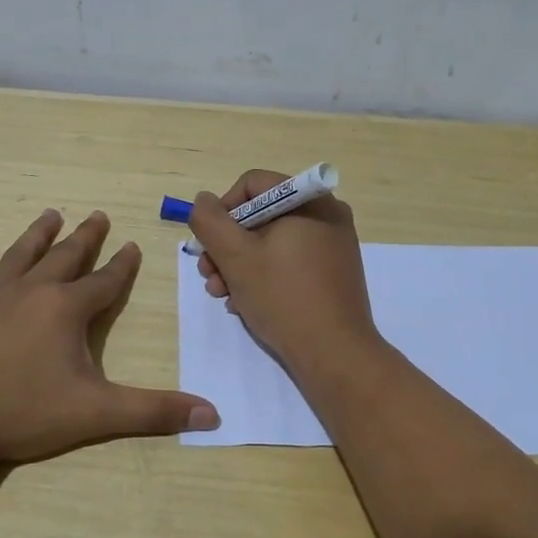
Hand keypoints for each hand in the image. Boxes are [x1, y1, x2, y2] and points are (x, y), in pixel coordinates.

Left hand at [0, 209, 218, 466]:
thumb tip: (213, 415)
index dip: (123, 265)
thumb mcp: (96, 414)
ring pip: (19, 255)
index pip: (105, 282)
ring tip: (51, 214)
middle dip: (85, 238)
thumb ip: (153, 412)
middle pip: (65, 257)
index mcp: (66, 310)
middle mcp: (31, 292)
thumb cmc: (21, 414)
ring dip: (37, 234)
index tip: (133, 245)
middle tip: (98, 215)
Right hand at [189, 170, 381, 378]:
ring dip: (239, 265)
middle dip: (227, 245)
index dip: (222, 211)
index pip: (252, 184)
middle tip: (209, 276)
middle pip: (260, 215)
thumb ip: (210, 221)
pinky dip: (264, 275)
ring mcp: (333, 244)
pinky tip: (246, 303)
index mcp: (308, 200)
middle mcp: (326, 214)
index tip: (209, 245)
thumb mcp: (235, 257)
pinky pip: (290, 260)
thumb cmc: (283, 297)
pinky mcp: (334, 272)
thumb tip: (204, 201)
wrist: (334, 353)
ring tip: (223, 295)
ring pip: (272, 241)